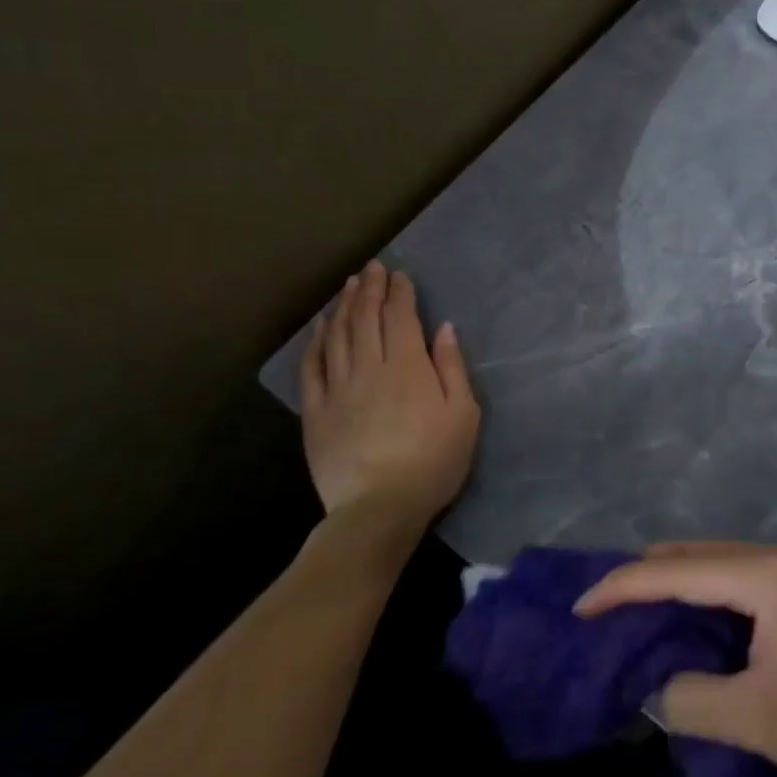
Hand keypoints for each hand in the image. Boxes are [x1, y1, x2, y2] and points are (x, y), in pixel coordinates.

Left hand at [300, 262, 478, 526]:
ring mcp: (338, 389)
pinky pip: (313, 368)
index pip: (401, 317)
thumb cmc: (433, 461)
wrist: (379, 508)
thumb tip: (444, 329)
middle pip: (367, 319)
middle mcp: (369, 368)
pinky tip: (321, 327)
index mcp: (408, 367)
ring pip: (338, 336)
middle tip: (372, 268)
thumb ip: (452, 368)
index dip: (400, 292)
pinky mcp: (316, 413)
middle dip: (370, 289)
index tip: (400, 274)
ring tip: (348, 286)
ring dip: (344, 307)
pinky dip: (316, 342)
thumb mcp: (463, 414)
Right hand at [576, 542, 776, 776]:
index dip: (624, 586)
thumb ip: (692, 699)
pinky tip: (695, 621)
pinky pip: (741, 577)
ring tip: (640, 616)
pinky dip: (708, 594)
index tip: (581, 607)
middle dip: (647, 577)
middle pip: (696, 554)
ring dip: (678, 584)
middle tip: (606, 611)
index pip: (678, 570)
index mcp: (766, 575)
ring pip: (719, 562)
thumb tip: (658, 686)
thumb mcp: (757, 720)